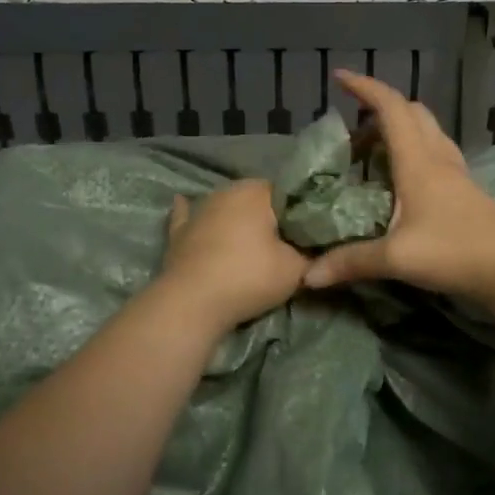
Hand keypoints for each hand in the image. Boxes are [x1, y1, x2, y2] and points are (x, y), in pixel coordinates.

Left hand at [157, 179, 308, 335]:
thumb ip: (310, 256)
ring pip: (223, 208)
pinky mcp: (178, 233)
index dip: (300, 211)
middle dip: (268, 216)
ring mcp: (198, 211)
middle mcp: (225, 192)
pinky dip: (191, 215)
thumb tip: (316, 252)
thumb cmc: (249, 276)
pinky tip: (184, 203)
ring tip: (249, 239)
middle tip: (285, 241)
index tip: (309, 231)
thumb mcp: (296, 270)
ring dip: (234, 219)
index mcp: (255, 191)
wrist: (193, 303)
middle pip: (254, 199)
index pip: (286, 192)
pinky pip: (188, 218)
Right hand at [301, 70, 494, 304]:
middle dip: (380, 109)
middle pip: (411, 113)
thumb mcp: (398, 258)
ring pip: (427, 131)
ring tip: (373, 152)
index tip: (339, 77)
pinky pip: (436, 153)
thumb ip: (351, 262)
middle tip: (353, 130)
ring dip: (399, 129)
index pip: (390, 108)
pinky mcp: (466, 190)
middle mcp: (438, 158)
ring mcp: (456, 173)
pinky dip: (414, 151)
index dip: (365, 88)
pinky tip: (403, 180)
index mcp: (418, 162)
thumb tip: (307, 276)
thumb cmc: (456, 251)